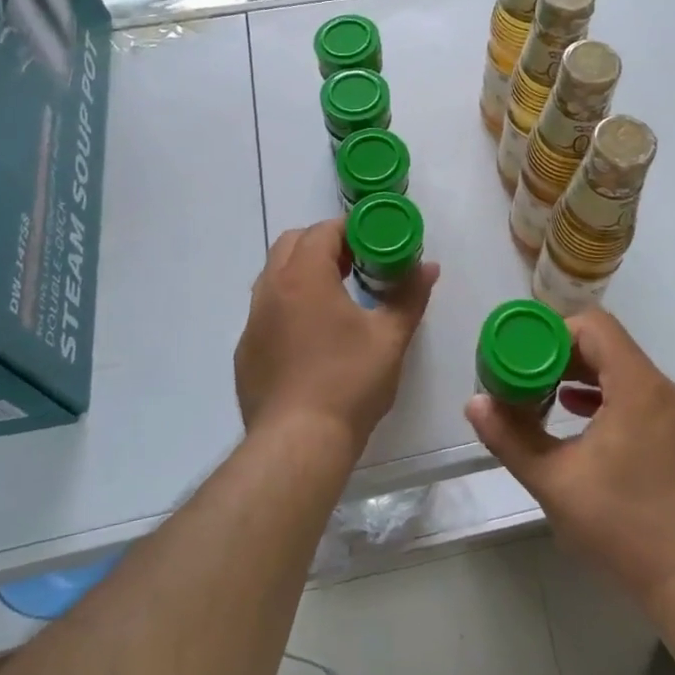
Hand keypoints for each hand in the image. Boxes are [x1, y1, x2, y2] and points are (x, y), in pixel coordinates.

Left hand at [234, 219, 437, 457]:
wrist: (297, 444)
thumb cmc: (349, 382)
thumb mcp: (390, 338)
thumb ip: (409, 296)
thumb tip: (429, 267)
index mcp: (304, 276)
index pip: (323, 231)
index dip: (350, 231)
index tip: (373, 244)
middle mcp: (271, 290)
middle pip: (292, 244)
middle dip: (323, 245)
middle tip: (356, 265)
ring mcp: (253, 322)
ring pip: (274, 277)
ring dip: (303, 274)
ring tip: (335, 298)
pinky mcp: (246, 352)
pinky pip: (266, 312)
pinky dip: (288, 307)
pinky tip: (311, 339)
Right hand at [465, 308, 674, 605]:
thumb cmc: (624, 525)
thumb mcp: (555, 481)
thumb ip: (511, 438)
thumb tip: (474, 404)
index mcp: (637, 385)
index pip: (594, 326)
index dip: (553, 332)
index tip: (523, 357)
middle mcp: (661, 388)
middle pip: (607, 346)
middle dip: (562, 356)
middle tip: (526, 377)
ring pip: (623, 372)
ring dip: (582, 377)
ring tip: (546, 397)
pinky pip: (638, 396)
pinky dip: (606, 397)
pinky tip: (579, 420)